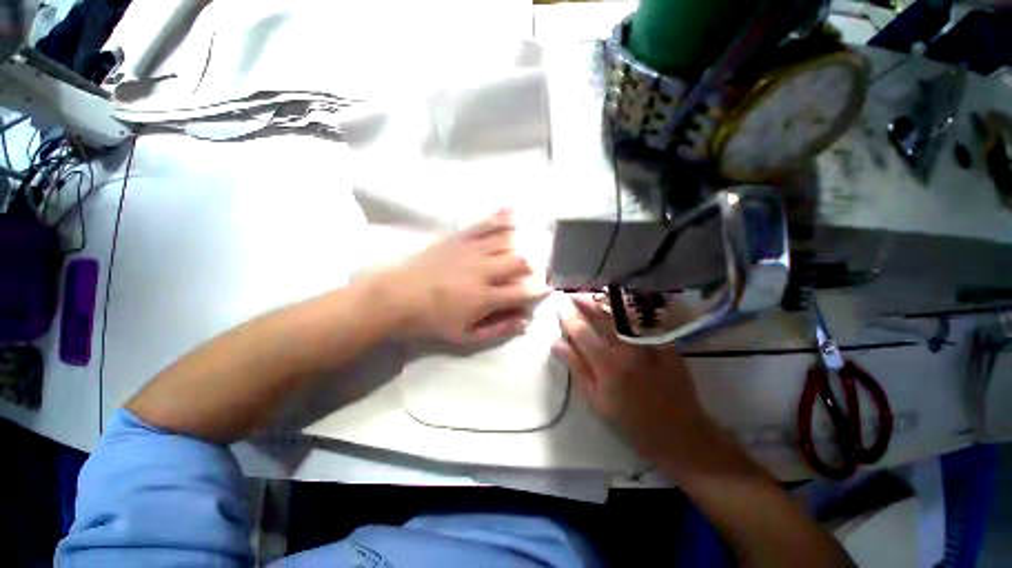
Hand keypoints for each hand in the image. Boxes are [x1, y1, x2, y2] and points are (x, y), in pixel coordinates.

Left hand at [384, 210, 548, 343]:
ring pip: (507, 241)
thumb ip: (498, 329)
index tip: (547, 288)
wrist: (398, 296)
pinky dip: (501, 218)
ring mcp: (471, 250)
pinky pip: (485, 224)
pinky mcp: (459, 238)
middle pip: (519, 262)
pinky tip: (513, 212)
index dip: (539, 290)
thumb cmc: (432, 320)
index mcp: (485, 297)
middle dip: (532, 267)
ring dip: (521, 244)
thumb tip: (525, 321)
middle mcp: (483, 270)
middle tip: (533, 271)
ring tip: (526, 246)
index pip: (523, 291)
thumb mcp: (466, 335)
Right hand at [553, 294, 715, 462]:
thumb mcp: (596, 400)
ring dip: (604, 302)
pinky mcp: (664, 343)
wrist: (679, 432)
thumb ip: (577, 368)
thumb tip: (557, 344)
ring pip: (621, 314)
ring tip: (592, 296)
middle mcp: (626, 346)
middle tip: (573, 295)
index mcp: (606, 362)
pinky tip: (620, 306)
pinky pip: (643, 320)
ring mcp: (647, 342)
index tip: (560, 309)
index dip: (568, 318)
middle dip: (585, 303)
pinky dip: (628, 310)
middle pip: (601, 317)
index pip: (581, 331)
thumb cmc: (630, 421)